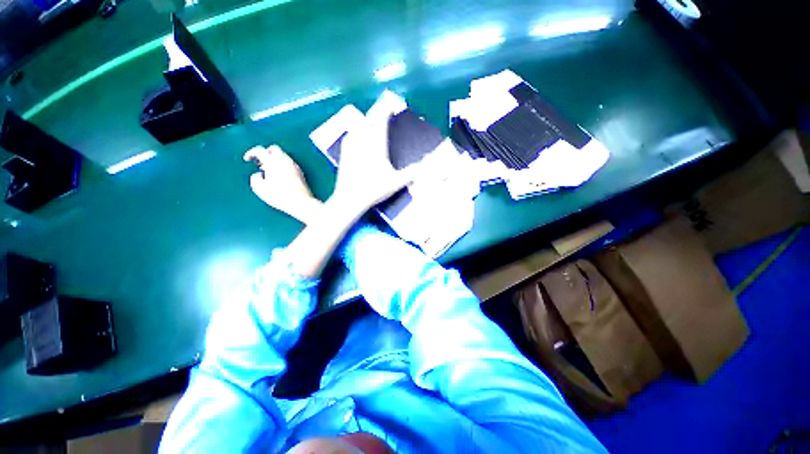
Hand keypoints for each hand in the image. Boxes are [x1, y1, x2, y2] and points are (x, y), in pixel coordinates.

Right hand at [244, 145, 322, 223]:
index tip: (247, 159)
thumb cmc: (280, 196)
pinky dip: (283, 165)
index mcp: (273, 161)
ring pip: (283, 156)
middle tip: (259, 163)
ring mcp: (295, 166)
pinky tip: (280, 176)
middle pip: (274, 149)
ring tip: (269, 171)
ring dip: (275, 160)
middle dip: (265, 153)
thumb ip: (255, 178)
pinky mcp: (301, 173)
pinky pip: (290, 164)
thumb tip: (259, 175)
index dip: (251, 153)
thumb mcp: (259, 188)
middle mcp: (285, 160)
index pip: (260, 150)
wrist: (301, 202)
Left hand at [330, 110, 414, 214]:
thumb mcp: (396, 182)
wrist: (350, 198)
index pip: (381, 120)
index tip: (392, 105)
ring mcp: (351, 146)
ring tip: (370, 122)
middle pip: (368, 119)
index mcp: (376, 145)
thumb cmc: (374, 189)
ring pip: (356, 125)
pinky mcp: (344, 153)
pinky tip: (355, 135)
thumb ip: (411, 173)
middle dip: (376, 112)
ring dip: (364, 120)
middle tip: (382, 111)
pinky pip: (349, 135)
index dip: (386, 109)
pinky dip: (354, 131)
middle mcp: (363, 141)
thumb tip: (424, 167)